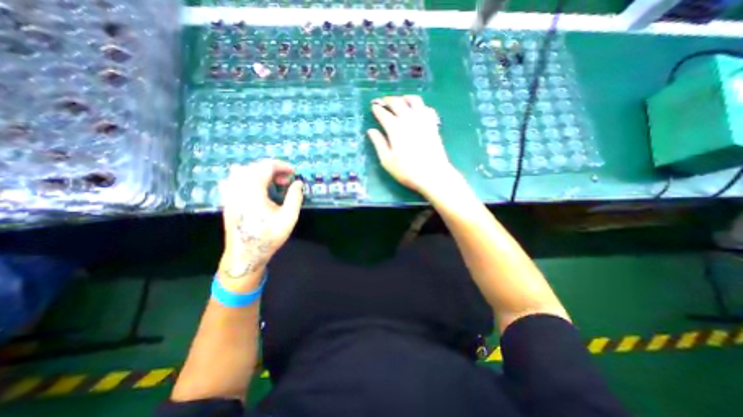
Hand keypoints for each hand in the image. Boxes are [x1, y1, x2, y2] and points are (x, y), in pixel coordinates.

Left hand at [216, 160, 301, 292]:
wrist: (245, 254)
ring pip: (242, 171)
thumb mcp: (288, 217)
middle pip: (254, 167)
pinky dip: (246, 178)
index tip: (293, 172)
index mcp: (253, 190)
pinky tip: (254, 188)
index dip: (281, 166)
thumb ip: (295, 197)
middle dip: (272, 169)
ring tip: (271, 183)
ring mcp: (229, 193)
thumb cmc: (269, 236)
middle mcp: (238, 187)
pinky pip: (233, 180)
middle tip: (285, 181)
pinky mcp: (227, 200)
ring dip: (259, 172)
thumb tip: (298, 183)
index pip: (266, 166)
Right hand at [367, 96, 462, 196]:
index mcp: (395, 128)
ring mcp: (423, 120)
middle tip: (382, 101)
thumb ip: (379, 143)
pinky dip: (420, 106)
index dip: (377, 109)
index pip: (383, 113)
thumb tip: (371, 131)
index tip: (373, 107)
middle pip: (397, 102)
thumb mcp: (387, 160)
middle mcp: (409, 119)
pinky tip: (417, 111)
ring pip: (414, 100)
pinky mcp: (433, 125)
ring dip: (404, 98)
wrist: (432, 175)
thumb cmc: (407, 171)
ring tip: (400, 101)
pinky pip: (427, 108)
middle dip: (388, 100)